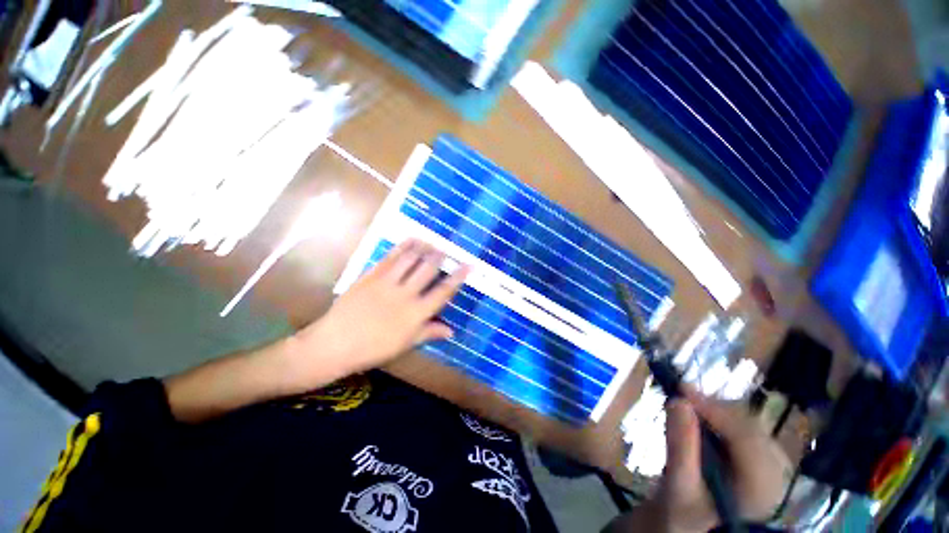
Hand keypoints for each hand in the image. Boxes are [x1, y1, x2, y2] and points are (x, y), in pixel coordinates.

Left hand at [289, 239, 468, 384]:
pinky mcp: (371, 276)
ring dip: (423, 248)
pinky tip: (410, 241)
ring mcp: (387, 283)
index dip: (458, 277)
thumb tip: (451, 330)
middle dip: (439, 257)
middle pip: (428, 269)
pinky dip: (402, 247)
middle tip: (445, 249)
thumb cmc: (373, 349)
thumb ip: (429, 333)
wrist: (334, 344)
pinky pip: (390, 258)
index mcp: (416, 314)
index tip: (468, 264)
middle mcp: (405, 294)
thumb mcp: (405, 344)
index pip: (443, 291)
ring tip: (430, 241)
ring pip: (410, 259)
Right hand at [659, 391, 791, 531]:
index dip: (716, 410)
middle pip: (752, 430)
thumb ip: (680, 445)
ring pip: (750, 427)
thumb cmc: (685, 514)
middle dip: (716, 409)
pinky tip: (704, 418)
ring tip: (690, 405)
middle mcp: (776, 477)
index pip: (747, 440)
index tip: (681, 390)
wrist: (691, 528)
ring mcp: (772, 470)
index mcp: (761, 491)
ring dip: (718, 412)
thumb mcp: (678, 485)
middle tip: (682, 395)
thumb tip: (677, 400)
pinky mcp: (762, 465)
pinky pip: (746, 432)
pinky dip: (722, 420)